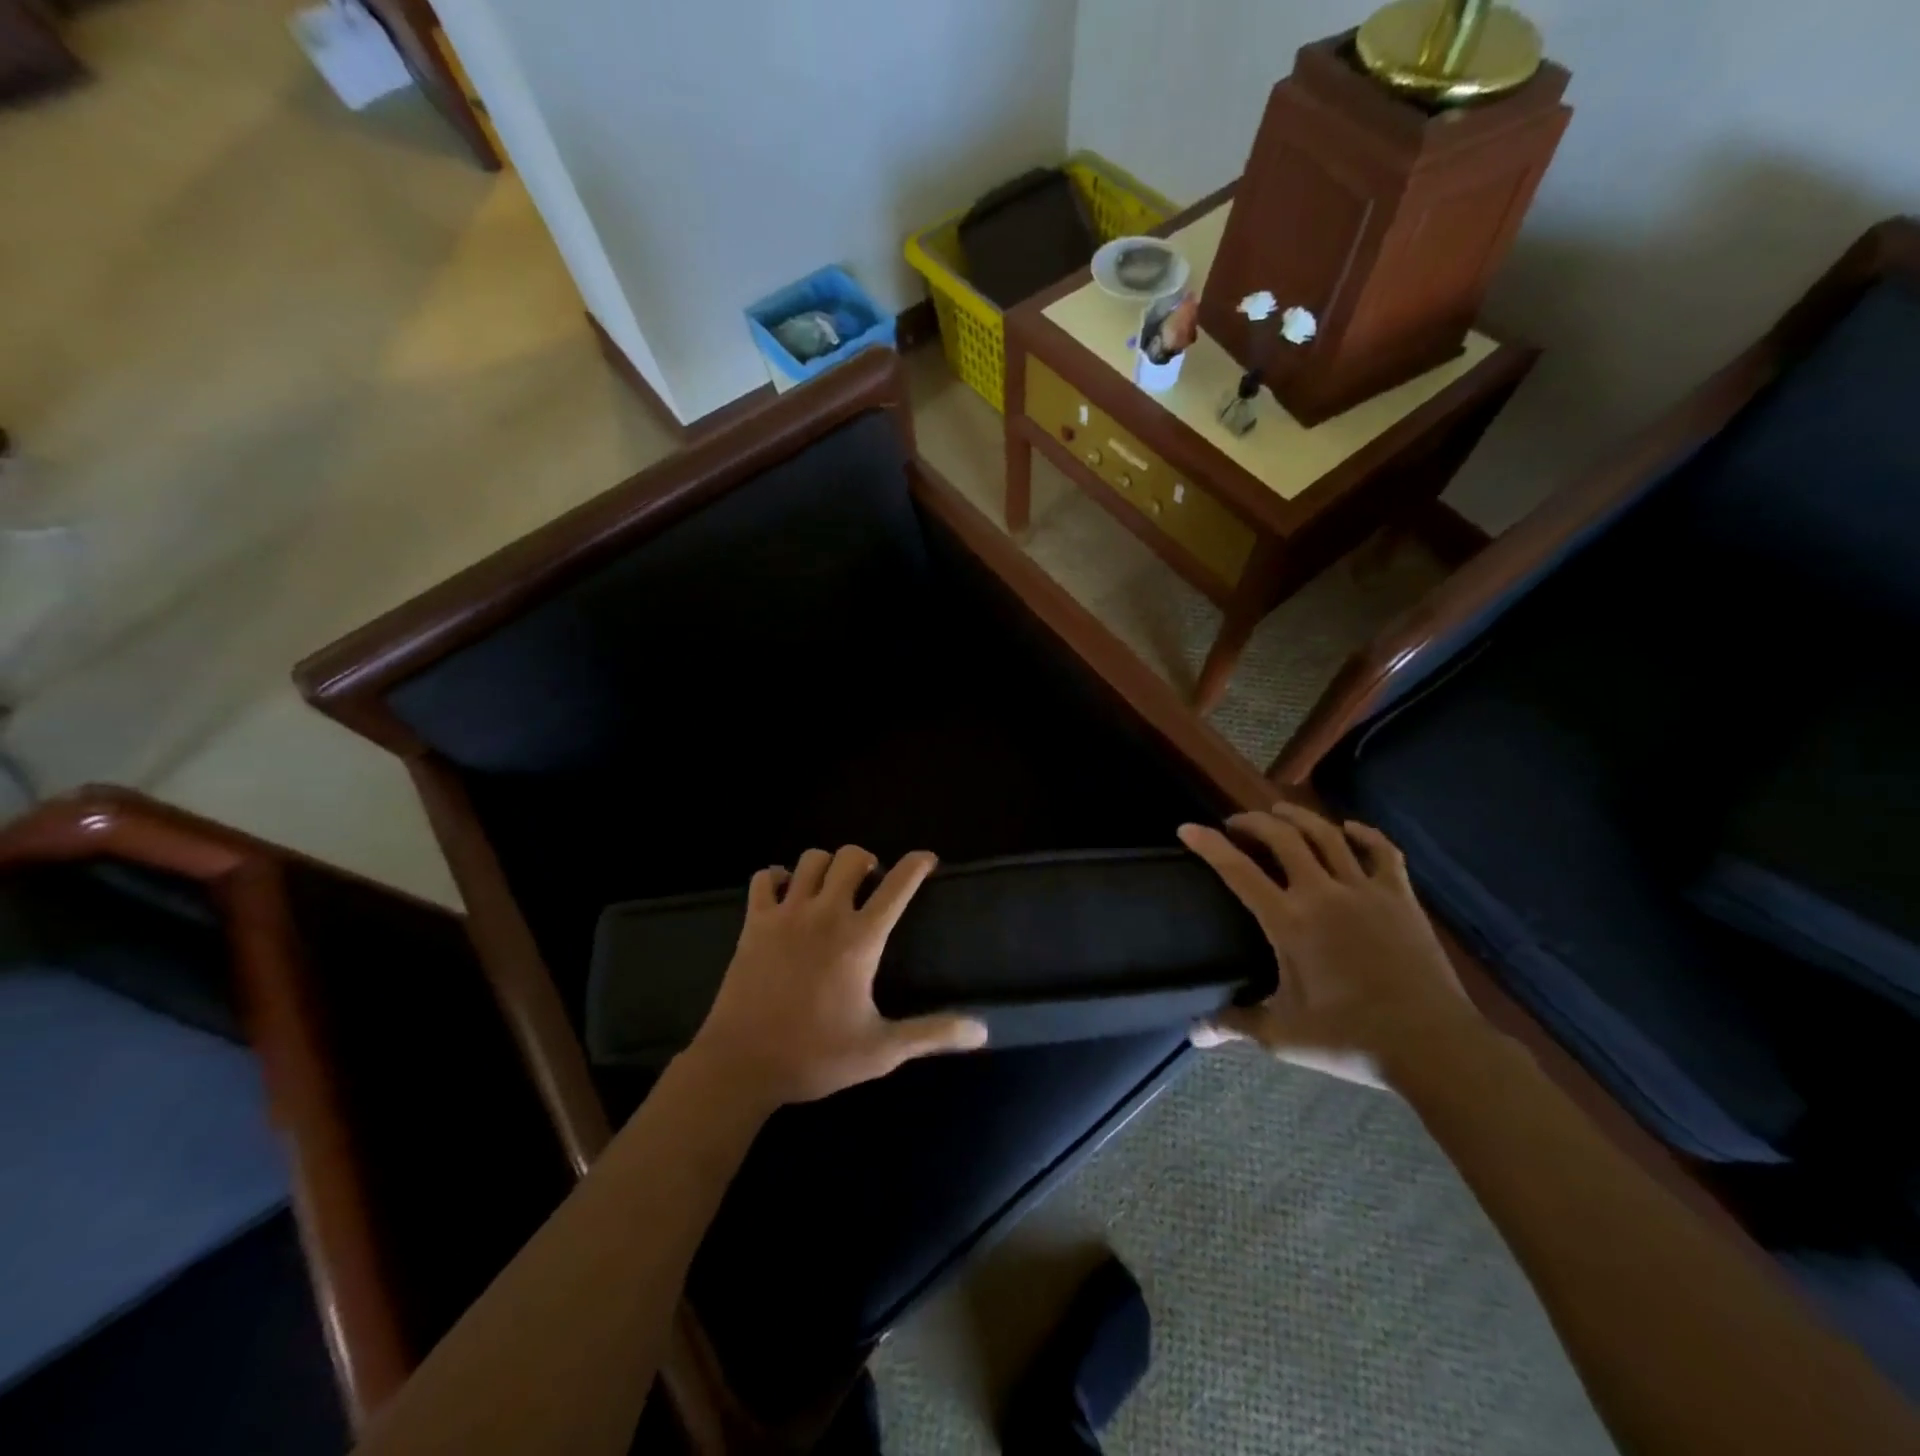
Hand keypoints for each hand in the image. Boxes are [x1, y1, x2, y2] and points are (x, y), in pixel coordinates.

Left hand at [684, 846, 987, 1110]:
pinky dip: (777, 878)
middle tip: (871, 884)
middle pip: (851, 856)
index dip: (917, 864)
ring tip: (831, 888)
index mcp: (860, 939)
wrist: (740, 1066)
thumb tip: (982, 1031)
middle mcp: (825, 914)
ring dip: (826, 866)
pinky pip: (765, 878)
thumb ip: (932, 1033)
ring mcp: (786, 914)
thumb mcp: (881, 1051)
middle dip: (867, 861)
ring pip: (810, 860)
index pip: (898, 885)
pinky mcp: (753, 923)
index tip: (927, 860)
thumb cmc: (815, 1057)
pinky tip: (786, 896)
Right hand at [1178, 802, 1481, 1086]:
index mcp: (1289, 922)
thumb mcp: (1283, 1036)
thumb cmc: (1351, 1039)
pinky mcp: (1401, 898)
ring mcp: (1365, 891)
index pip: (1238, 871)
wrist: (1434, 1046)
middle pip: (1282, 838)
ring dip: (1298, 818)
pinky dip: (1364, 834)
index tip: (1188, 828)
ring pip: (1327, 835)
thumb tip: (1193, 1032)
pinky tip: (1350, 828)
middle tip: (1236, 823)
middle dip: (1253, 822)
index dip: (1209, 845)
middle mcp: (1323, 893)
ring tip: (1279, 812)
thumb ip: (1235, 1024)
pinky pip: (1382, 852)